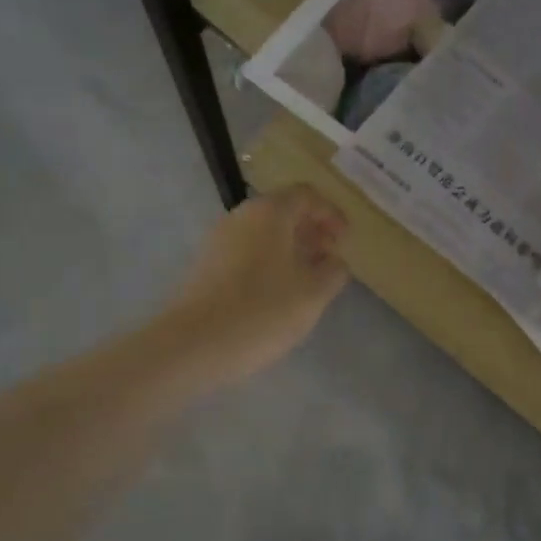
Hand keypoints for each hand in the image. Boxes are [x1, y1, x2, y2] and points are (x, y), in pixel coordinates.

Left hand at [163, 186, 351, 385]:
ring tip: (308, 279)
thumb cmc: (263, 311)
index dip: (332, 214)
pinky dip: (269, 262)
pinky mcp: (207, 266)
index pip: (307, 195)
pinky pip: (247, 252)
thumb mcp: (314, 293)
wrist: (194, 344)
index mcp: (270, 212)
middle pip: (283, 211)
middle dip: (311, 230)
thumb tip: (334, 260)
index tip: (346, 239)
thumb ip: (333, 271)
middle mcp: (241, 216)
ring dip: (290, 248)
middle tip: (330, 257)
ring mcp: (219, 240)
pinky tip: (279, 293)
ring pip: (264, 233)